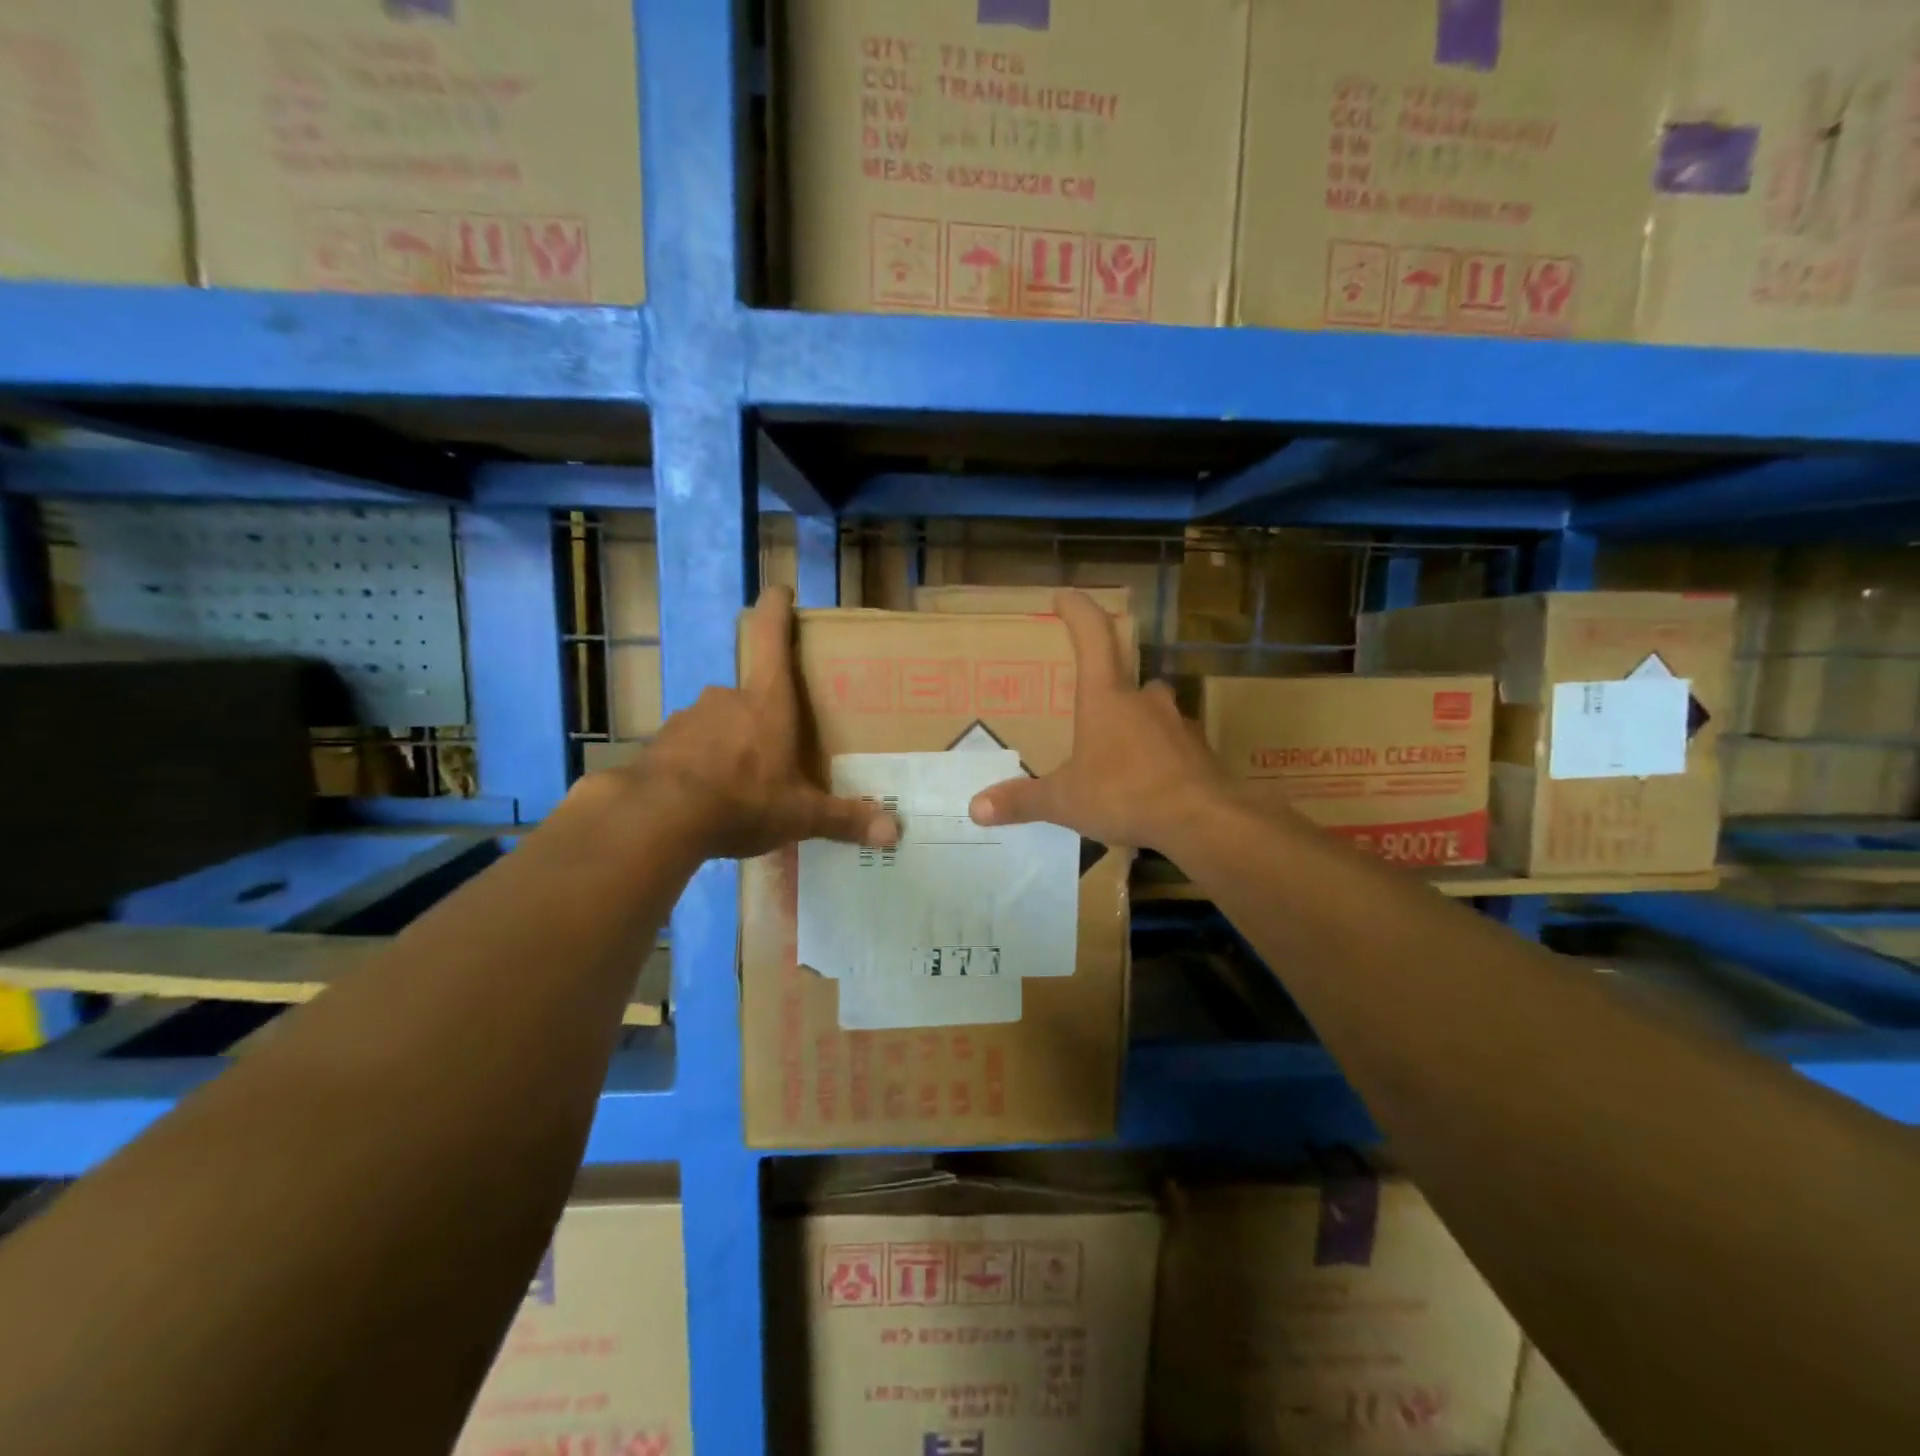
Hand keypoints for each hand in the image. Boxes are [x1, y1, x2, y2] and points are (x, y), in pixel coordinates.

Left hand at [608, 587, 897, 860]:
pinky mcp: (660, 744)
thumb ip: (844, 820)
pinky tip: (705, 797)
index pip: (771, 637)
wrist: (657, 818)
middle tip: (775, 747)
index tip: (779, 591)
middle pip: (748, 691)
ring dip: (729, 743)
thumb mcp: (800, 815)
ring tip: (740, 783)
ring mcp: (688, 719)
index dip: (776, 608)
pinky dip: (699, 764)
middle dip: (762, 715)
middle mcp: (726, 699)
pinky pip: (689, 748)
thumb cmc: (743, 799)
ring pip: (717, 722)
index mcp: (767, 702)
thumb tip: (894, 832)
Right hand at [968, 590, 1235, 851]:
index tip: (1063, 597)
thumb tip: (976, 807)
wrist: (1203, 821)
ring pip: (1152, 712)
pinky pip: (1172, 745)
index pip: (1093, 636)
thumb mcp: (1065, 800)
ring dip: (1134, 725)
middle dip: (1107, 690)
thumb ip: (1022, 801)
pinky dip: (1157, 757)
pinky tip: (1146, 785)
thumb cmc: (1125, 794)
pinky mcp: (1200, 752)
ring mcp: (1178, 723)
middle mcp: (1145, 700)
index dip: (1077, 611)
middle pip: (1125, 678)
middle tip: (1088, 712)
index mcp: (1106, 697)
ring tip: (1115, 756)